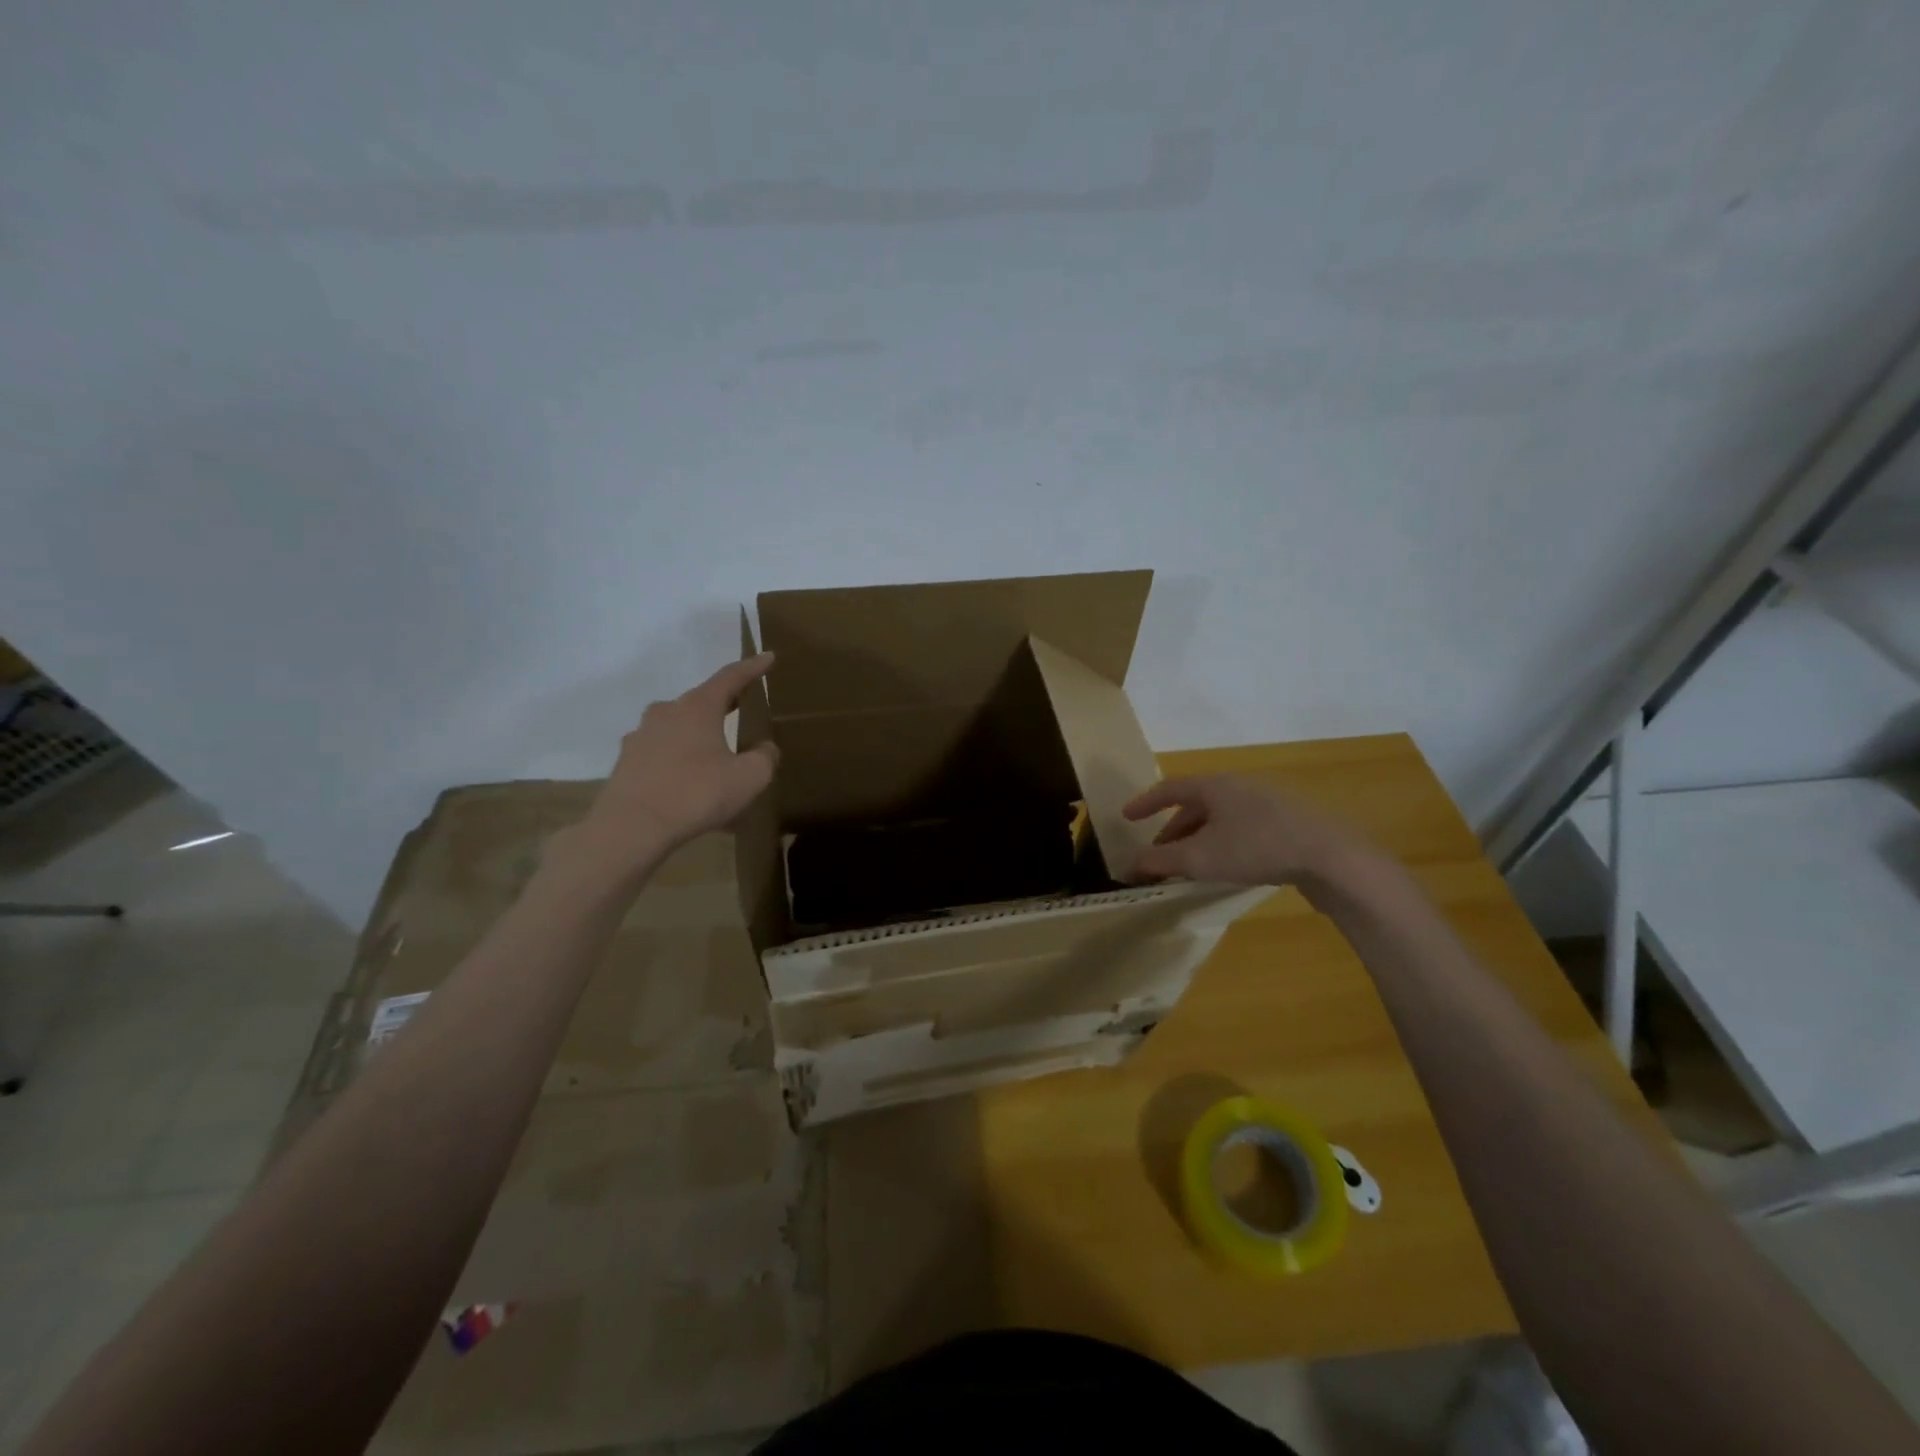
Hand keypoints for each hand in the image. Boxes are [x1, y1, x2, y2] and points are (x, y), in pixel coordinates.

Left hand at [569, 653, 780, 875]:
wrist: (632, 827)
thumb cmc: (697, 794)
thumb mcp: (749, 778)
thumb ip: (765, 757)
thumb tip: (765, 747)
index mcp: (699, 708)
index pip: (730, 677)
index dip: (752, 667)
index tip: (768, 656)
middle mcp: (667, 712)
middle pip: (701, 700)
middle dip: (724, 702)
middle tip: (742, 703)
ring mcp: (642, 735)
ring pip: (677, 725)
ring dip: (697, 731)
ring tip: (713, 749)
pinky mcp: (627, 761)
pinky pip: (661, 750)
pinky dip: (678, 756)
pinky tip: (686, 777)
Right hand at [1121, 774, 1364, 887]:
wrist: (1332, 857)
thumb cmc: (1257, 848)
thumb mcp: (1200, 858)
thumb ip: (1159, 861)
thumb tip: (1126, 865)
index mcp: (1214, 785)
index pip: (1169, 788)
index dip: (1145, 803)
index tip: (1126, 817)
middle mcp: (1239, 786)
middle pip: (1195, 805)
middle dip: (1172, 831)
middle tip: (1158, 856)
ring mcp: (1268, 803)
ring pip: (1220, 819)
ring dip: (1198, 840)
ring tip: (1190, 866)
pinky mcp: (1290, 823)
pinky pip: (1243, 829)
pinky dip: (1223, 844)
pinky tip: (1228, 867)